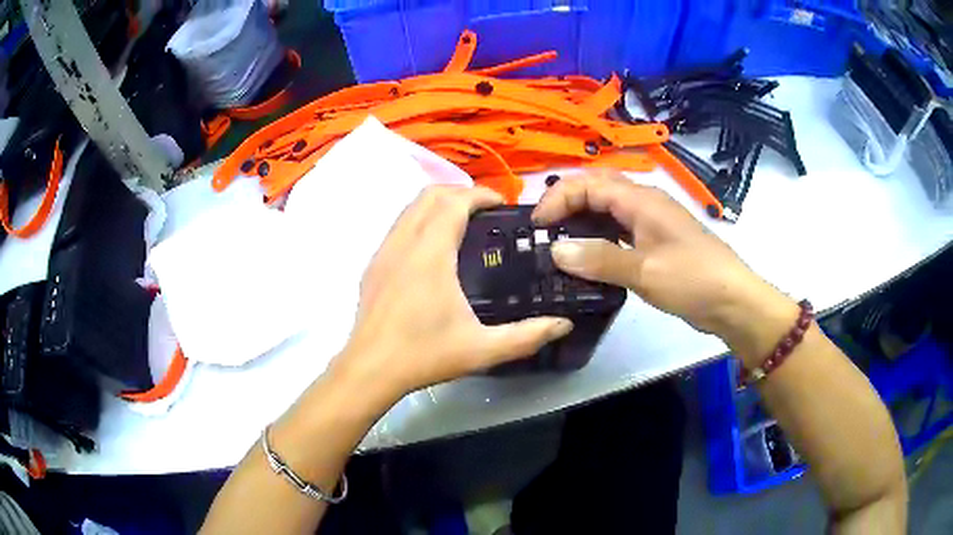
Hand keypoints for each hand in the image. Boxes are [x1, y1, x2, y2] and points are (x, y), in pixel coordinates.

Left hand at [331, 186, 572, 404]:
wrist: (369, 369)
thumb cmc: (424, 355)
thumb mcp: (482, 349)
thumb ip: (527, 336)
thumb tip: (564, 325)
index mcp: (431, 253)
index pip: (454, 202)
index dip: (481, 195)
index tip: (502, 204)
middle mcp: (404, 242)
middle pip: (431, 194)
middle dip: (461, 193)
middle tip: (487, 212)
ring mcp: (384, 251)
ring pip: (411, 206)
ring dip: (438, 203)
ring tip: (463, 224)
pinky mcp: (374, 264)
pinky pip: (399, 225)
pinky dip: (420, 219)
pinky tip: (434, 248)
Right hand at [532, 171, 796, 352]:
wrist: (733, 301)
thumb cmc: (693, 280)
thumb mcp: (645, 271)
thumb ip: (600, 259)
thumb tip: (555, 250)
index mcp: (641, 200)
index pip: (589, 184)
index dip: (558, 198)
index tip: (537, 225)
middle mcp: (644, 203)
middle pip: (597, 187)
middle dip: (566, 201)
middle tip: (543, 228)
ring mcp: (651, 222)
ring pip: (608, 208)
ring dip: (581, 218)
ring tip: (557, 240)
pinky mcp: (656, 241)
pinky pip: (619, 229)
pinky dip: (598, 235)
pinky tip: (588, 255)